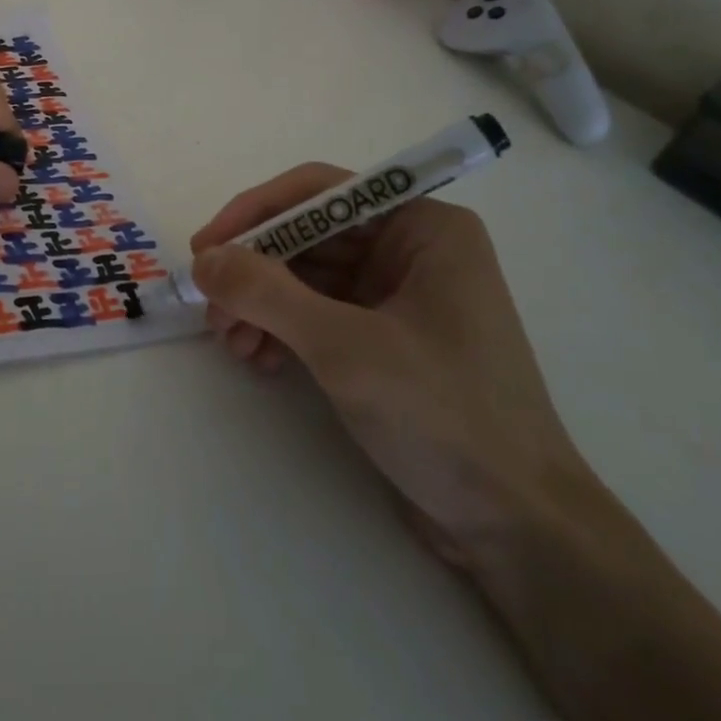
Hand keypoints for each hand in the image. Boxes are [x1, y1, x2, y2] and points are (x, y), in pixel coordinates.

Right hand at [190, 169, 596, 561]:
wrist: (517, 528)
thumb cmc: (445, 416)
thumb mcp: (346, 347)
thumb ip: (267, 293)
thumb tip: (204, 260)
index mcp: (423, 226)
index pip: (320, 192)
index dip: (254, 213)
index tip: (204, 248)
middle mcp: (411, 249)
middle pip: (307, 235)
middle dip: (254, 270)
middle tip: (210, 310)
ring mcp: (398, 296)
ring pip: (305, 276)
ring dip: (261, 304)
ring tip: (231, 344)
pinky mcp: (384, 339)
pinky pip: (317, 313)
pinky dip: (281, 330)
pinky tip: (260, 361)